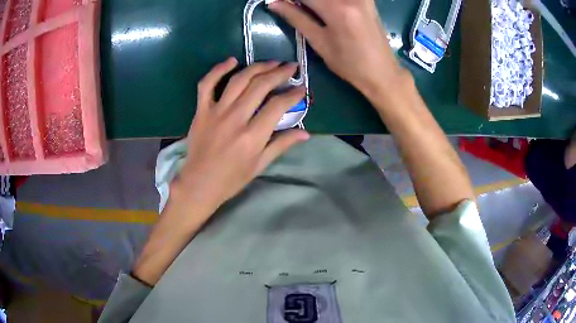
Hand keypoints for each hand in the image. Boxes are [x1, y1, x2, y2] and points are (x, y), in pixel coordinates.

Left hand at [170, 57, 308, 218]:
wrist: (199, 183)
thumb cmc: (232, 179)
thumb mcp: (260, 165)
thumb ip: (282, 145)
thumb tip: (306, 133)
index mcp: (252, 136)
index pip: (277, 106)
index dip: (293, 94)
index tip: (302, 88)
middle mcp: (235, 119)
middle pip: (260, 86)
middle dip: (279, 73)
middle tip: (291, 67)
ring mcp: (216, 112)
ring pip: (238, 80)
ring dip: (257, 67)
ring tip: (271, 62)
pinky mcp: (201, 110)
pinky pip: (206, 84)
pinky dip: (218, 70)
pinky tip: (232, 61)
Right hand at [269, 0, 404, 97]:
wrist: (383, 72)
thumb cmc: (350, 64)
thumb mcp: (320, 43)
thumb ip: (297, 18)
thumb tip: (274, 4)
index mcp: (337, 9)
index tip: (278, 3)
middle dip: (302, 1)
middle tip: (293, 8)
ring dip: (315, 2)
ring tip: (308, 11)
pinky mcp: (368, 0)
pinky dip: (329, 2)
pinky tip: (324, 8)